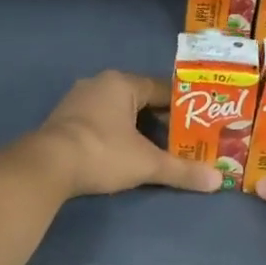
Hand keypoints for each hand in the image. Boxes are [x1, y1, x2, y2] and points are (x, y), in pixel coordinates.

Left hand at [35, 71, 223, 198]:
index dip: (183, 107)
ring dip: (135, 128)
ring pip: (117, 111)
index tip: (199, 123)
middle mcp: (98, 84)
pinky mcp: (62, 120)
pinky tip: (123, 154)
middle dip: (160, 120)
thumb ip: (182, 170)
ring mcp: (77, 101)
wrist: (47, 166)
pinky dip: (114, 135)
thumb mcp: (147, 164)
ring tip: (156, 149)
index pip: (162, 89)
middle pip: (139, 100)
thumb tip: (217, 181)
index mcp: (122, 83)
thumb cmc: (103, 153)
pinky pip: (98, 122)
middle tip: (181, 140)